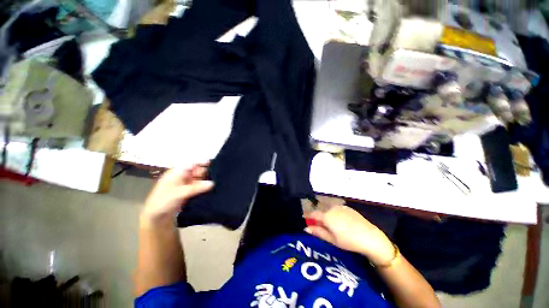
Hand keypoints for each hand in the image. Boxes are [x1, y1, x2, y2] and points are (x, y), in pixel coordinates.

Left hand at [140, 164, 213, 225]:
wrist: (156, 218)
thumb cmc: (163, 201)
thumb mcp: (179, 193)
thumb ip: (196, 188)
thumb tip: (212, 183)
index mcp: (176, 172)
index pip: (190, 163)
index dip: (200, 161)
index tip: (210, 163)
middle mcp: (182, 176)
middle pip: (196, 170)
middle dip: (205, 172)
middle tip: (215, 176)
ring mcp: (186, 184)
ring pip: (199, 178)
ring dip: (206, 180)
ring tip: (216, 182)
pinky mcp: (189, 191)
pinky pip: (199, 186)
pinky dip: (204, 187)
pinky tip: (211, 188)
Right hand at [304, 205, 394, 265]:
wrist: (370, 237)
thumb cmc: (349, 241)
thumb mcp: (332, 240)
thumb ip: (318, 232)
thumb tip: (306, 228)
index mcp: (326, 216)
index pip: (313, 214)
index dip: (308, 216)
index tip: (305, 219)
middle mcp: (332, 208)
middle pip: (322, 212)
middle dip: (320, 218)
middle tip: (322, 227)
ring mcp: (341, 207)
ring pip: (330, 210)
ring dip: (328, 216)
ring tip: (334, 227)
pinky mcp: (349, 208)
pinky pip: (338, 210)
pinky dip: (337, 215)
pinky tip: (343, 223)